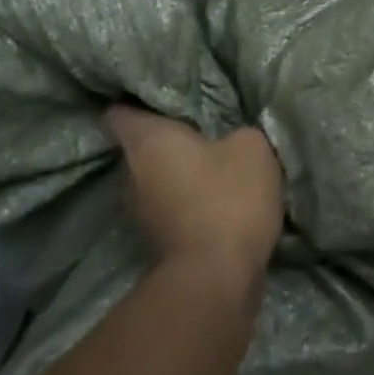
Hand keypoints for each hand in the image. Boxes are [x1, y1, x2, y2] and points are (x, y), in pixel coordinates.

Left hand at [106, 106, 282, 276]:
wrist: (217, 280)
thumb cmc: (228, 198)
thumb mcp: (252, 147)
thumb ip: (237, 132)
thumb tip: (231, 139)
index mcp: (147, 140)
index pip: (121, 111)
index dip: (136, 100)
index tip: (157, 94)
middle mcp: (130, 173)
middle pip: (139, 147)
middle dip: (164, 137)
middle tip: (196, 124)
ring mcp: (139, 213)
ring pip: (153, 179)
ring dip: (176, 172)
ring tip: (208, 159)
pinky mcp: (155, 242)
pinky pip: (168, 206)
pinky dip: (185, 200)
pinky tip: (213, 195)